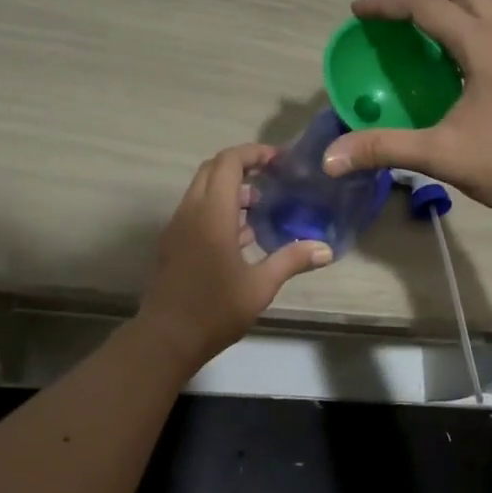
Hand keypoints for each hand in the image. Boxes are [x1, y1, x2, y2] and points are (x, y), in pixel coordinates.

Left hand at [136, 143, 332, 367]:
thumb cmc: (214, 310)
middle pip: (212, 169)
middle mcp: (191, 212)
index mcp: (212, 214)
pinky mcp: (173, 243)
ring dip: (229, 187)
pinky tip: (242, 234)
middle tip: (272, 176)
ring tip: (262, 205)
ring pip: (201, 189)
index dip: (253, 153)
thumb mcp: (260, 286)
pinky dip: (218, 207)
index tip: (279, 160)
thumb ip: (291, 260)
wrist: (165, 339)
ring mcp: (178, 227)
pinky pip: (196, 209)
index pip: (228, 162)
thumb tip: (326, 248)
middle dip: (241, 165)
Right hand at [320, 0, 491, 221]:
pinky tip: (456, 55)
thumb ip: (385, 149)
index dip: (387, 4)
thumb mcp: (443, 156)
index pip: (425, 4)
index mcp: (482, 44)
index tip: (358, 12)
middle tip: (394, 13)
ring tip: (420, 26)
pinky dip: (468, 17)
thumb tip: (330, 158)